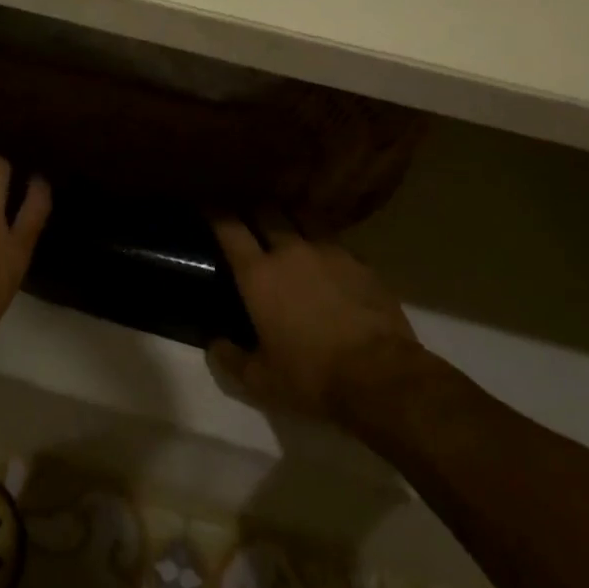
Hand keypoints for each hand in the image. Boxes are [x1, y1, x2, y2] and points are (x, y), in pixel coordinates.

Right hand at [208, 215, 420, 421]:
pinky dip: (322, 241)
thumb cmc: (311, 376)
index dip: (215, 213)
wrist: (380, 375)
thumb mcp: (260, 380)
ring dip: (290, 217)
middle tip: (248, 216)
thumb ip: (231, 359)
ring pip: (304, 216)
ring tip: (287, 224)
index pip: (230, 229)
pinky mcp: (361, 262)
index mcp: (258, 275)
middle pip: (267, 211)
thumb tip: (215, 344)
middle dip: (254, 209)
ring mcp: (330, 251)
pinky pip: (335, 240)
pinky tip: (325, 256)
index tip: (208, 206)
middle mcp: (291, 251)